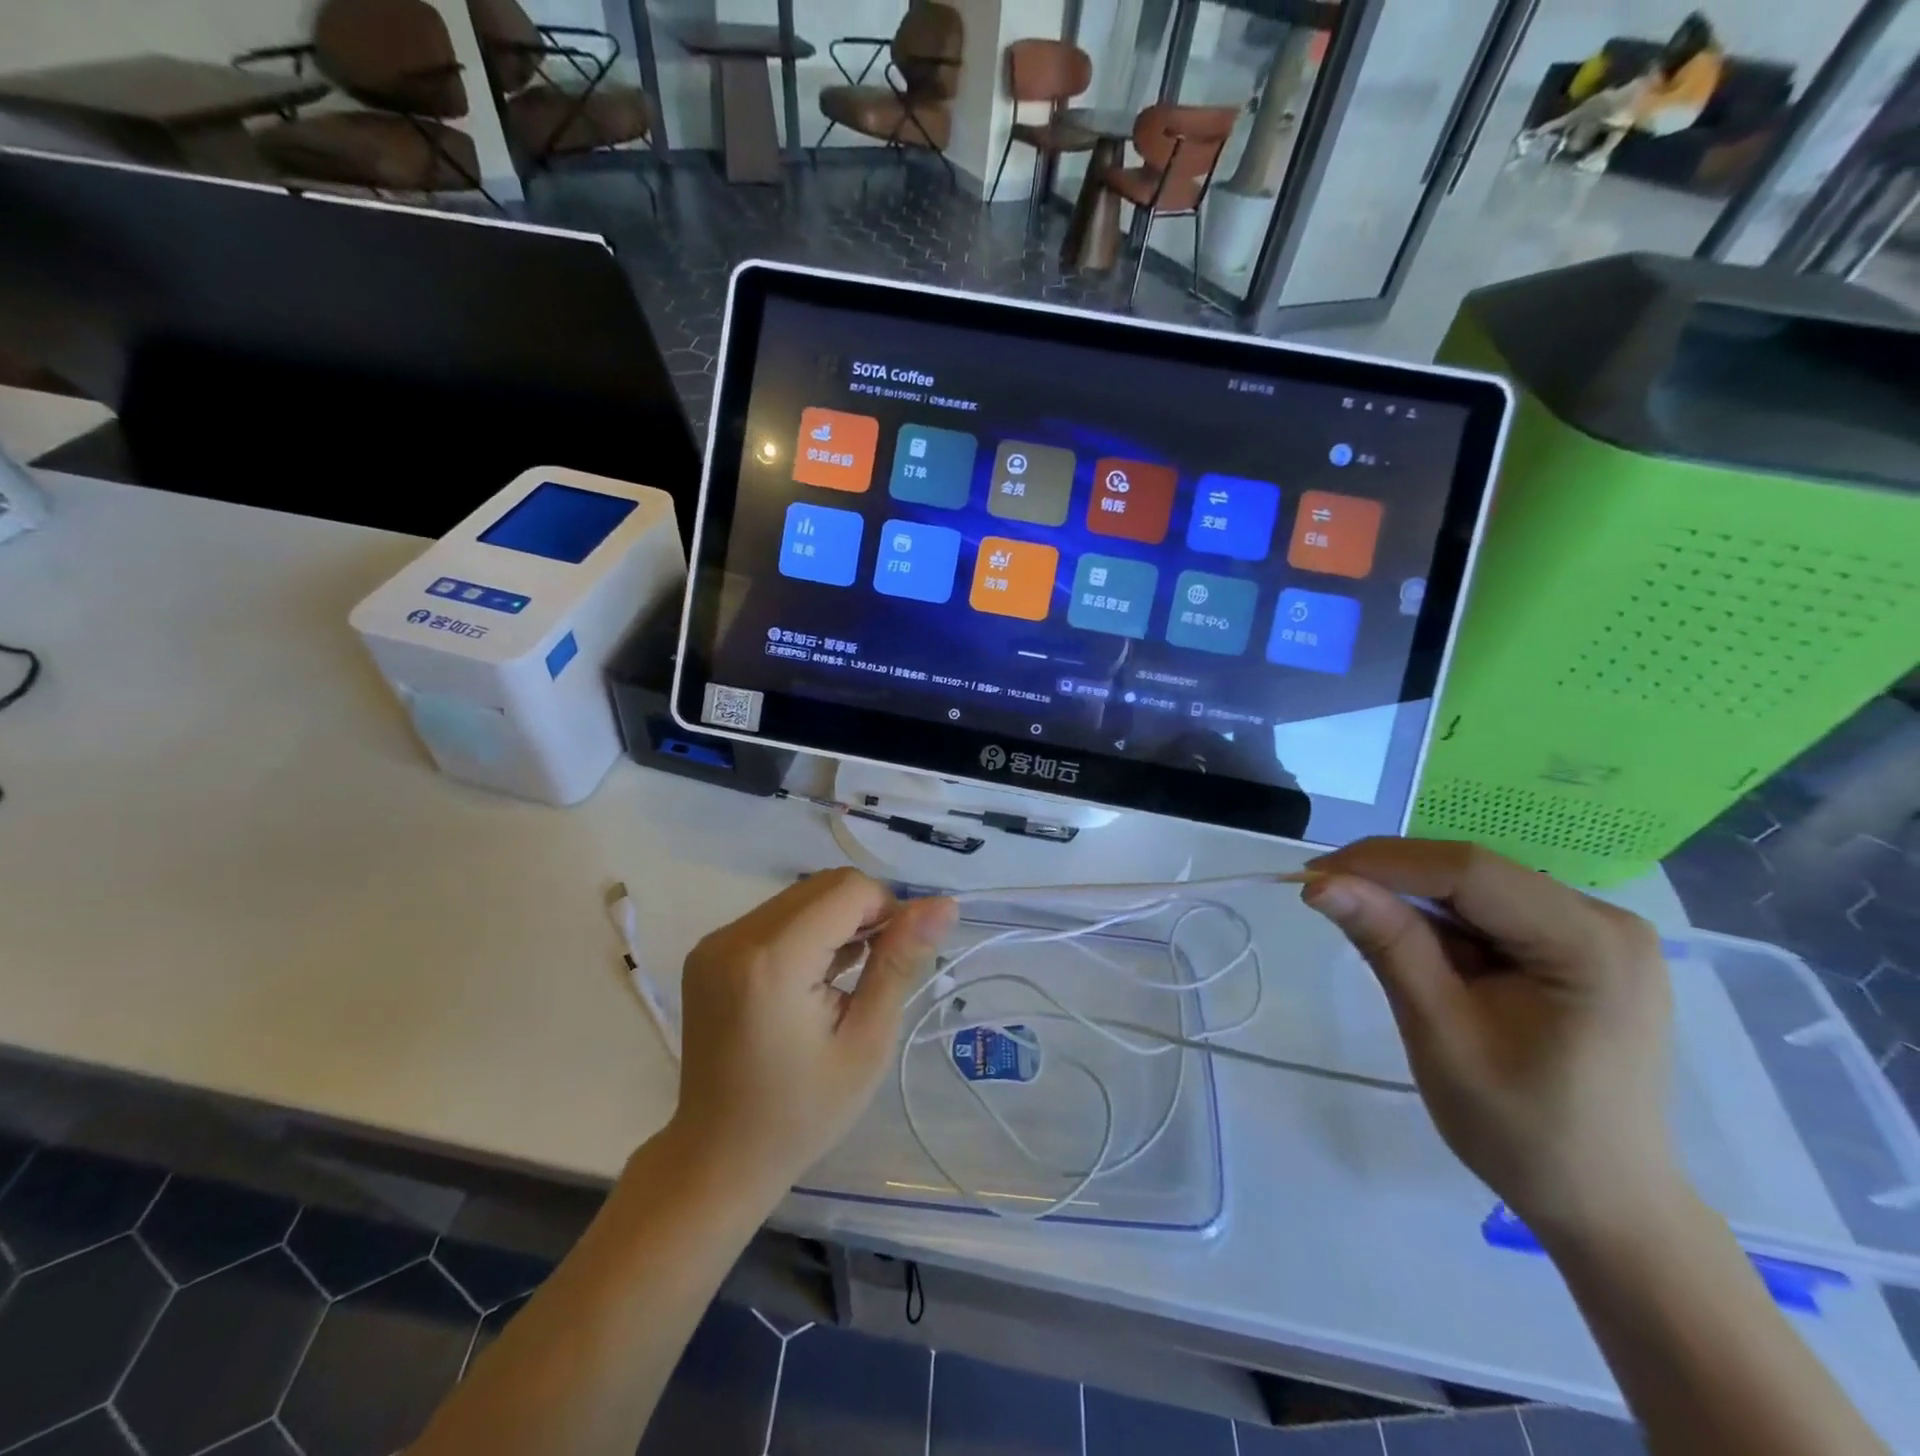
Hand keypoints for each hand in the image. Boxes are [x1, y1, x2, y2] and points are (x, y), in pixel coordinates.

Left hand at [669, 868, 956, 1201]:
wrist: (719, 1156)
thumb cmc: (803, 1111)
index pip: (848, 889)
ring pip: (800, 896)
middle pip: (822, 886)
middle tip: (873, 972)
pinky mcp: (709, 951)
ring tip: (843, 980)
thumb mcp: (866, 1041)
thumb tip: (943, 905)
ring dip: (834, 921)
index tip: (895, 961)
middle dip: (862, 914)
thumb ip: (900, 962)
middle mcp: (735, 936)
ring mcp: (715, 941)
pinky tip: (813, 978)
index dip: (886, 911)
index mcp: (773, 960)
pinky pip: (775, 915)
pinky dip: (805, 931)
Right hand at [1301, 838, 1684, 1240]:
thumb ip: (1387, 945)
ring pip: (1477, 888)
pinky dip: (1440, 922)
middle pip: (1474, 873)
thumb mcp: (1440, 1033)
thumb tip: (1321, 883)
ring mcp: (1597, 933)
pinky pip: (1492, 912)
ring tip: (1361, 924)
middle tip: (1324, 896)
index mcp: (1591, 944)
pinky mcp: (1580, 949)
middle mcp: (1605, 921)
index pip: (1469, 870)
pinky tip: (1411, 946)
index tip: (1313, 877)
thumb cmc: (1522, 1130)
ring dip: (1412, 901)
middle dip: (1392, 879)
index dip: (1383, 862)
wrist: (1601, 1203)